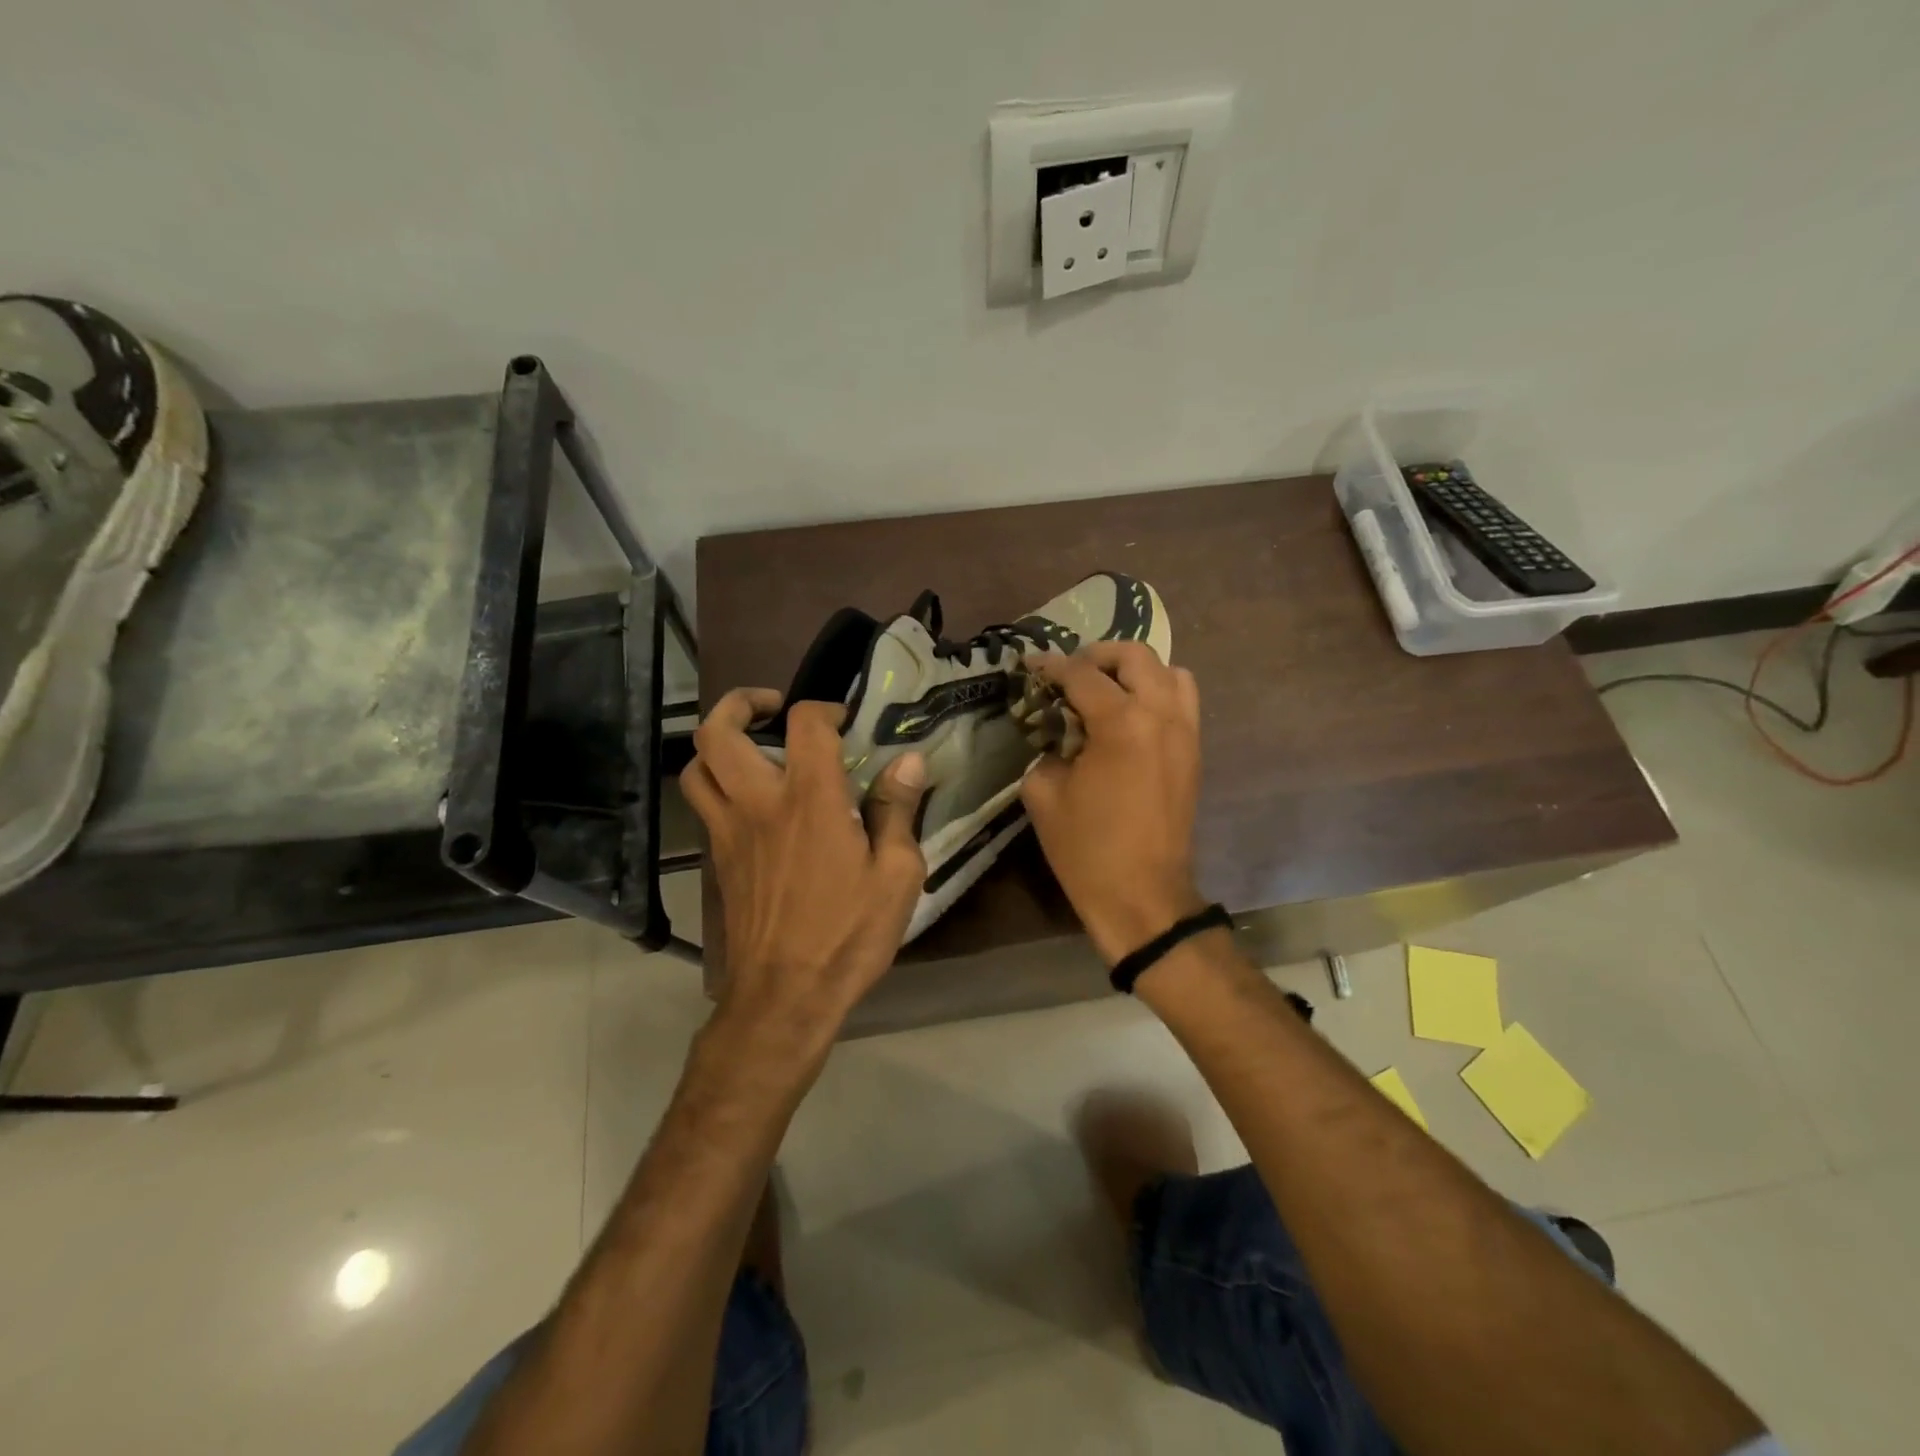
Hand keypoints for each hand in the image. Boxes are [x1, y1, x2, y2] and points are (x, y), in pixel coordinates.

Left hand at [681, 689, 929, 1047]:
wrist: (784, 997)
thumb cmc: (848, 934)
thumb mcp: (897, 875)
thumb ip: (897, 811)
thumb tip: (908, 761)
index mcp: (810, 800)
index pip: (805, 724)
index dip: (824, 709)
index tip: (844, 721)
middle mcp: (758, 803)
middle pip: (719, 732)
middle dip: (740, 704)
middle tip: (772, 707)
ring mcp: (728, 831)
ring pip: (696, 767)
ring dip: (719, 743)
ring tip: (752, 747)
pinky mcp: (717, 859)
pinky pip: (703, 804)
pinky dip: (718, 784)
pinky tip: (752, 802)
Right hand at [1020, 643, 1205, 962]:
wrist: (1142, 896)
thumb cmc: (1087, 849)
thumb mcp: (1044, 793)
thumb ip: (1047, 748)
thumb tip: (1056, 732)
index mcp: (1121, 723)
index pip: (1081, 674)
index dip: (1050, 665)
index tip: (1029, 664)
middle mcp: (1161, 715)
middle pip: (1134, 655)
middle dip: (1097, 655)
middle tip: (1069, 674)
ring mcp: (1185, 732)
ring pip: (1169, 672)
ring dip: (1134, 671)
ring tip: (1106, 690)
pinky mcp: (1194, 751)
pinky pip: (1182, 701)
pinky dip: (1157, 693)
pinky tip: (1129, 716)